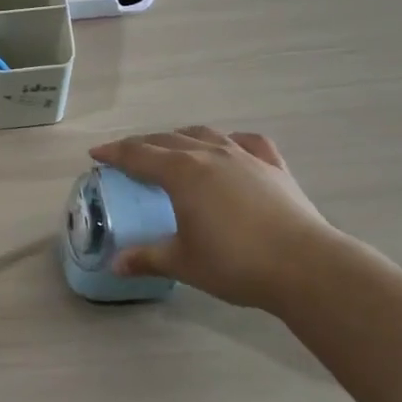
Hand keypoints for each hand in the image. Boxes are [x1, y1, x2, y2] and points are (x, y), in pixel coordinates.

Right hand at [88, 127, 336, 310]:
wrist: (305, 267)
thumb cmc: (235, 262)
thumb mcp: (183, 263)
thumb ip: (146, 258)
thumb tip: (116, 265)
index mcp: (181, 173)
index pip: (138, 155)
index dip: (114, 153)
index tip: (96, 154)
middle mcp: (209, 155)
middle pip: (167, 139)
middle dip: (143, 144)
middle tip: (127, 154)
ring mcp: (245, 157)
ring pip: (205, 135)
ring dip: (182, 136)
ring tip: (172, 145)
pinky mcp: (274, 167)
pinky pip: (248, 142)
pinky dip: (231, 141)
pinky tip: (230, 147)